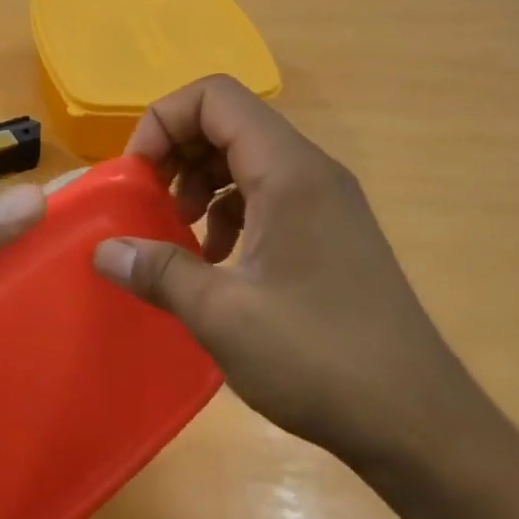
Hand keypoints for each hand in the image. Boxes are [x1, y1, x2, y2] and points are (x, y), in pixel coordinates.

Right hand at [91, 75, 492, 476]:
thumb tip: (103, 251)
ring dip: (200, 185)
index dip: (163, 122)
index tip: (136, 177)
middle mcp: (312, 173)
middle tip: (148, 205)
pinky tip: (215, 263)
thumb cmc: (318, 357)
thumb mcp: (222, 314)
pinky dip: (228, 215)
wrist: (415, 420)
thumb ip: (157, 271)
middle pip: (229, 124)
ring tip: (178, 235)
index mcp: (290, 172)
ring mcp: (326, 205)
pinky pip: (267, 198)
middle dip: (176, 153)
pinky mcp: (330, 237)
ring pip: (247, 162)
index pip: (215, 98)